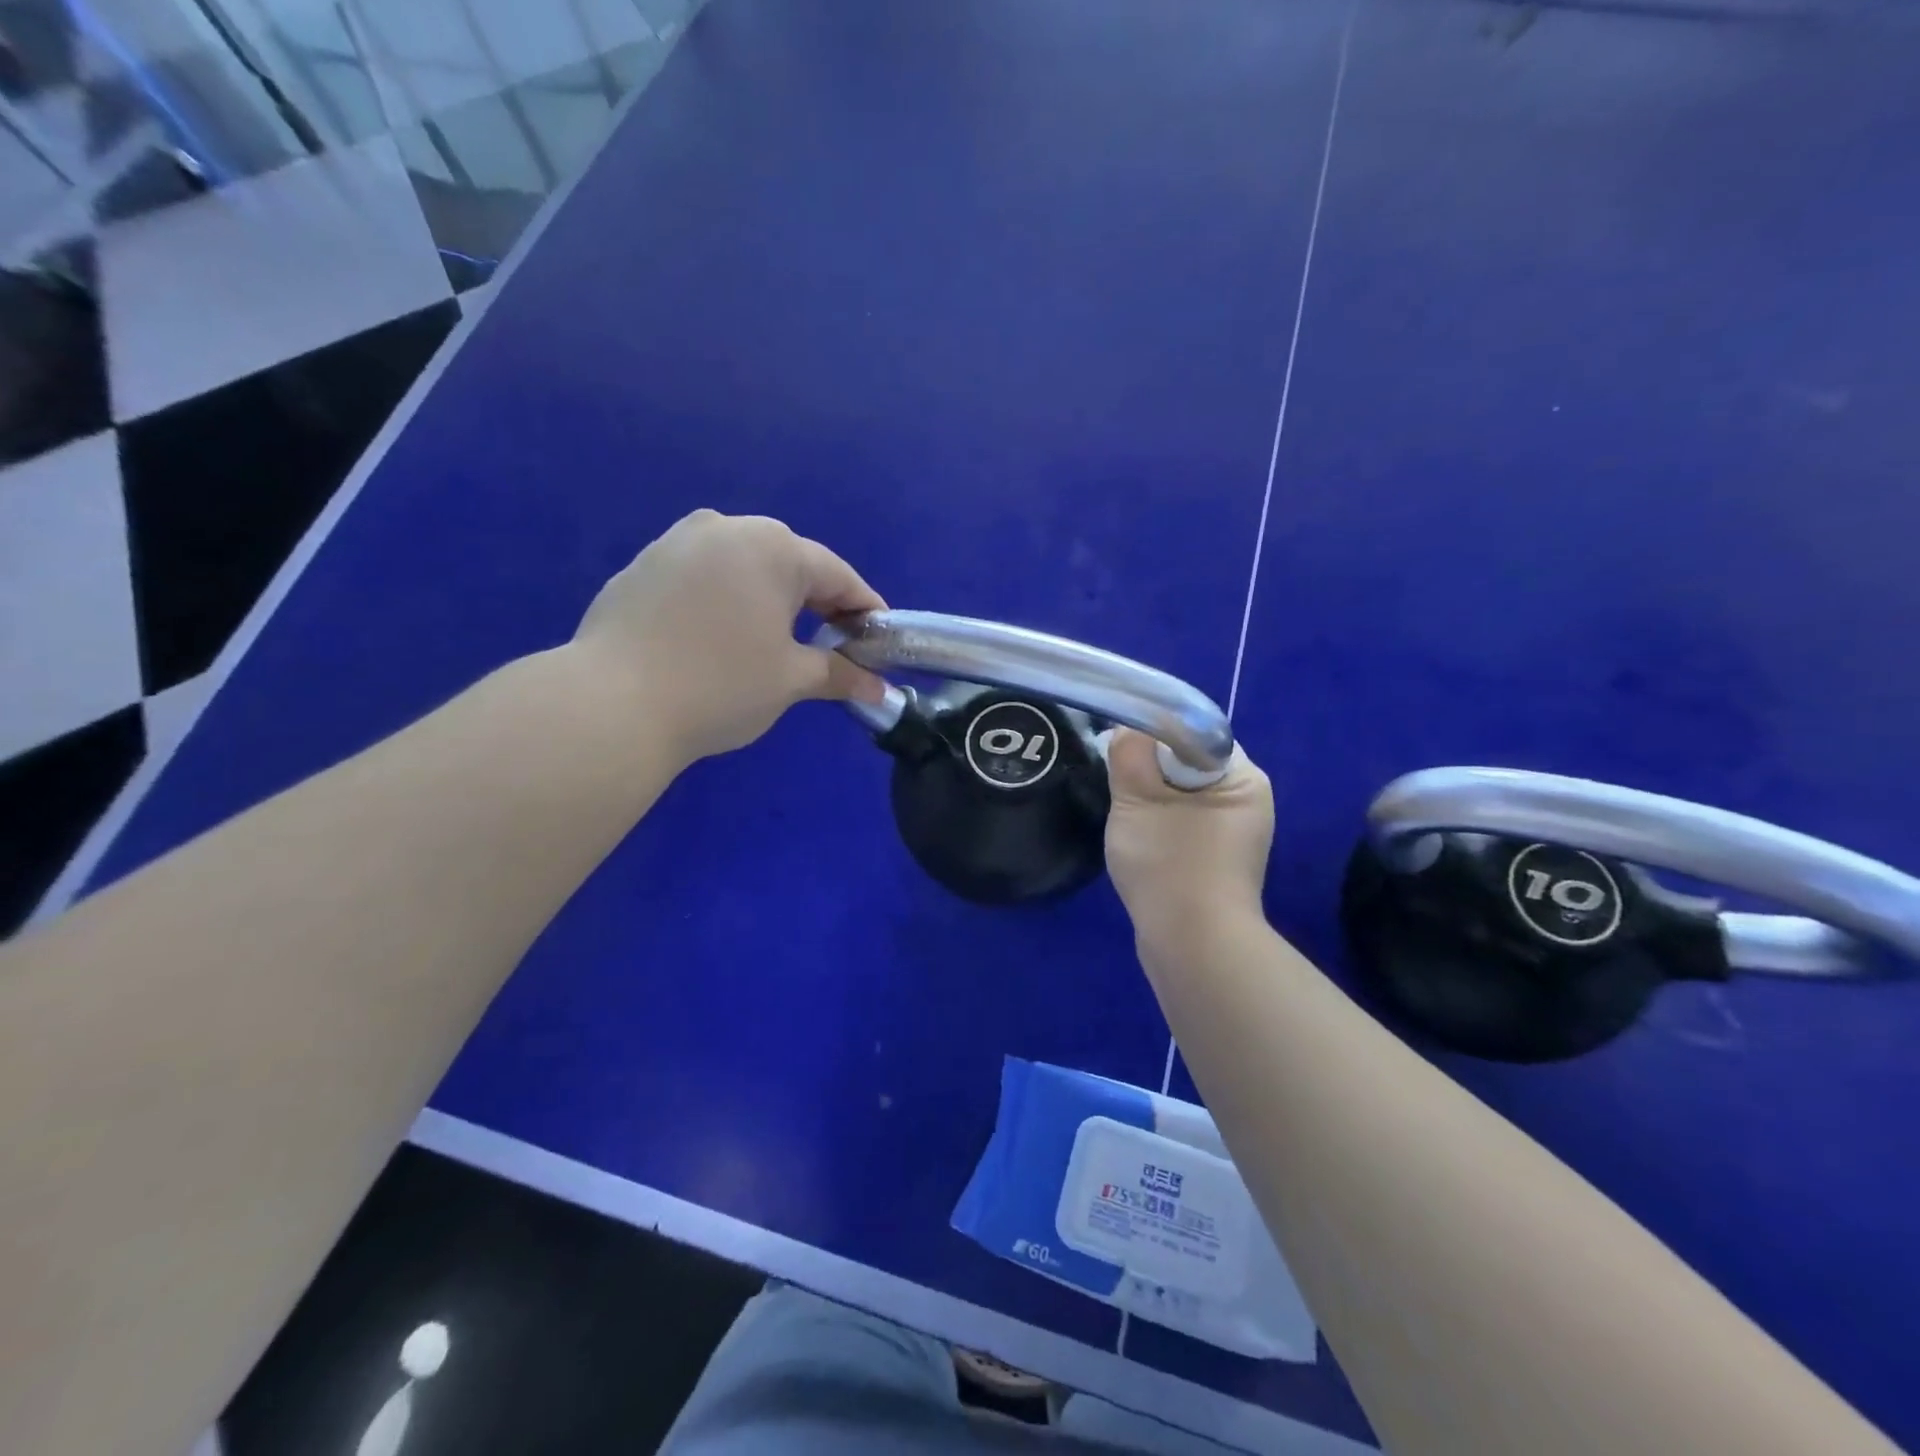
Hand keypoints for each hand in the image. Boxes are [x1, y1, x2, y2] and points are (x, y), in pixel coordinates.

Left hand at [570, 510, 886, 761]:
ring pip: (743, 566)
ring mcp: (677, 541)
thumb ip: (839, 674)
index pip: (837, 575)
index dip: (864, 609)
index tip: (880, 640)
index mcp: (773, 547)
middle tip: (834, 644)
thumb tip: (879, 689)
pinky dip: (728, 600)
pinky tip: (723, 637)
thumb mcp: (791, 680)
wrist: (612, 703)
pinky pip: (705, 576)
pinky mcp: (643, 565)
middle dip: (818, 602)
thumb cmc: (721, 685)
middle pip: (790, 564)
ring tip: (779, 640)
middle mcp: (726, 527)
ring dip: (771, 599)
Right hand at [1104, 729, 1274, 946]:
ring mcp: (1233, 833)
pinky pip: (1183, 823)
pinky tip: (1140, 841)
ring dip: (1151, 799)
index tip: (1121, 747)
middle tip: (1119, 782)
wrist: (1193, 947)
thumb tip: (1125, 731)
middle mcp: (1247, 800)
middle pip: (1188, 763)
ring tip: (1127, 814)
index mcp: (1243, 778)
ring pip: (1181, 795)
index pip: (1196, 734)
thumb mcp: (1138, 801)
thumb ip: (1129, 755)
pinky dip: (1159, 824)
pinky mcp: (1216, 859)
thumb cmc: (1170, 865)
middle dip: (1150, 770)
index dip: (1155, 734)